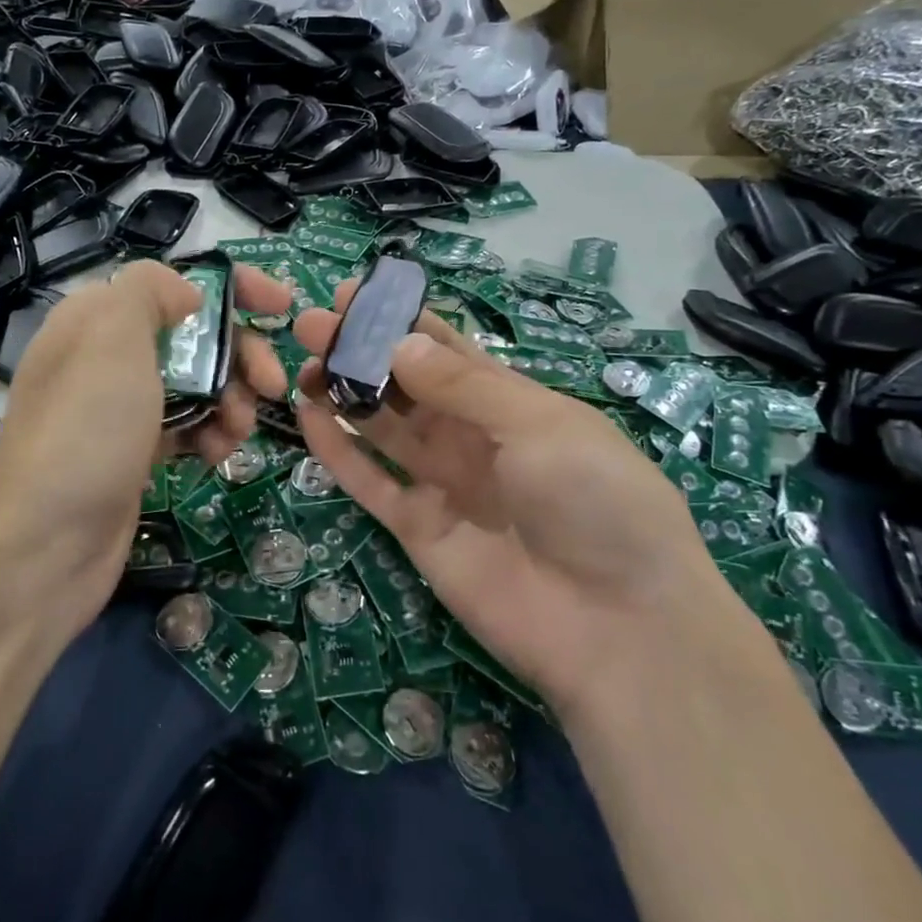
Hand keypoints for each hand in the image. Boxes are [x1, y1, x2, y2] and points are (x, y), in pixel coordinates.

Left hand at [0, 260, 290, 646]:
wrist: (42, 548)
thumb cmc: (86, 429)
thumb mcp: (112, 336)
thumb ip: (149, 292)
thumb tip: (186, 296)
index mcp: (97, 317)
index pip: (174, 284)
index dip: (233, 288)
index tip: (282, 307)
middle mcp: (107, 357)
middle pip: (195, 335)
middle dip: (241, 354)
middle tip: (272, 385)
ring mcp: (121, 409)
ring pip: (198, 384)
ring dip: (232, 399)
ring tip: (237, 431)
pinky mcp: (135, 453)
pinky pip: (187, 427)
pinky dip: (210, 434)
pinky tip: (216, 455)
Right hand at [291, 289, 719, 713]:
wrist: (619, 626)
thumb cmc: (594, 500)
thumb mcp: (538, 424)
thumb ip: (463, 386)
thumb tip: (399, 342)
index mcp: (512, 403)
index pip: (447, 351)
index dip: (401, 321)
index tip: (353, 294)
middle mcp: (474, 438)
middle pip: (406, 386)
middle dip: (361, 353)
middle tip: (312, 326)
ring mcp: (444, 484)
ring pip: (383, 428)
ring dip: (343, 394)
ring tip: (302, 364)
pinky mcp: (419, 530)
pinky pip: (371, 483)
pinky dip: (339, 452)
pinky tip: (307, 418)